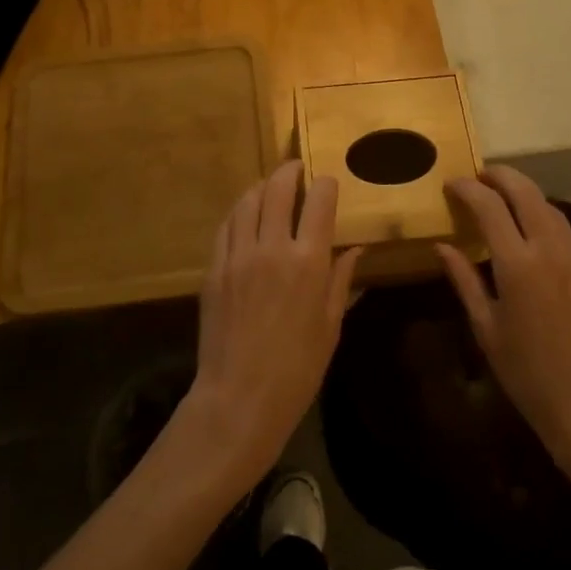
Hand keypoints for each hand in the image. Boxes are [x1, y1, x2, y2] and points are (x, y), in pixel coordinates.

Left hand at [180, 161, 364, 490]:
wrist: (239, 399)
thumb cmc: (297, 369)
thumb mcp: (330, 326)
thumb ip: (342, 281)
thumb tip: (356, 249)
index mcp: (308, 261)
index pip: (319, 201)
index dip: (326, 184)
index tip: (329, 183)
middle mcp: (272, 247)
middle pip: (278, 189)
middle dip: (291, 172)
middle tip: (297, 169)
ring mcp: (238, 255)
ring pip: (248, 201)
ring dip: (263, 187)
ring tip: (272, 188)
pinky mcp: (214, 268)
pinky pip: (226, 226)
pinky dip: (239, 212)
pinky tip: (246, 215)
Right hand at [436, 166, 570, 479]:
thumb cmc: (527, 373)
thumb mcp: (486, 327)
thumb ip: (464, 279)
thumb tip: (441, 246)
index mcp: (518, 264)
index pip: (489, 205)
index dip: (468, 188)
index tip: (452, 184)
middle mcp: (552, 250)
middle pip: (526, 192)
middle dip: (501, 176)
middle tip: (481, 175)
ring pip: (552, 209)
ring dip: (527, 197)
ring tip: (506, 201)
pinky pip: (570, 235)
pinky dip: (548, 224)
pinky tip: (537, 239)